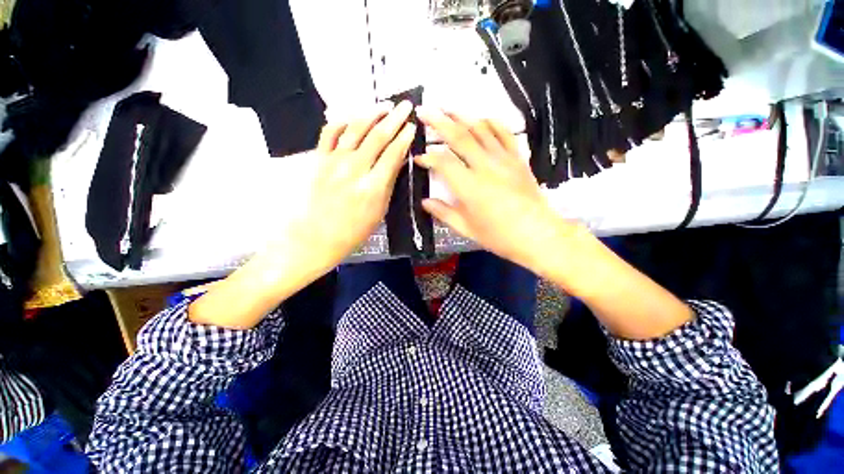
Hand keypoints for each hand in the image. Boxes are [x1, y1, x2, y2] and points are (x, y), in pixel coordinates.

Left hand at [291, 100, 416, 271]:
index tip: (412, 126)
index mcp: (373, 187)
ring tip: (384, 105)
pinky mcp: (318, 159)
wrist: (315, 237)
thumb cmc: (353, 232)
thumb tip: (397, 161)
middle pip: (377, 136)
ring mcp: (333, 161)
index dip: (404, 138)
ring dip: (372, 113)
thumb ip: (388, 184)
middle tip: (406, 106)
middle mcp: (354, 169)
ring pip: (355, 129)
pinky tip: (353, 116)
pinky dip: (342, 120)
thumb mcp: (379, 212)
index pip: (393, 154)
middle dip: (394, 118)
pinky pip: (330, 132)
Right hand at [415, 107, 570, 270]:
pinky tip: (481, 119)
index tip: (418, 158)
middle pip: (459, 137)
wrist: (537, 235)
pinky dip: (491, 123)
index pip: (442, 162)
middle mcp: (485, 167)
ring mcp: (503, 160)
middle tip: (423, 111)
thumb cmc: (498, 236)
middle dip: (438, 122)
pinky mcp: (517, 159)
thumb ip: (443, 212)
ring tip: (447, 108)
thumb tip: (425, 201)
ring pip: (480, 130)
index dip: (427, 157)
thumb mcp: (466, 228)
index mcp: (469, 186)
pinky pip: (504, 134)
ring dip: (462, 116)